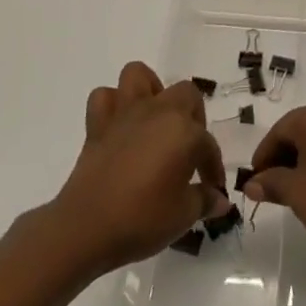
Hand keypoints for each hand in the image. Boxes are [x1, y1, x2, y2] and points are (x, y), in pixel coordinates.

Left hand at [52, 62, 233, 276]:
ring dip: (151, 91)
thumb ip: (204, 201)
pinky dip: (113, 105)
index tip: (213, 188)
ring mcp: (125, 113)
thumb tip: (220, 200)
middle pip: (185, 94)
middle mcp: (158, 111)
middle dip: (193, 116)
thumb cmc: (142, 220)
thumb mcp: (183, 215)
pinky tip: (121, 126)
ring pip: (139, 76)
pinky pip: (104, 98)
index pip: (208, 145)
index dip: (213, 168)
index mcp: (184, 131)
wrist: (85, 229)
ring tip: (156, 120)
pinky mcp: (97, 125)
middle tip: (188, 149)